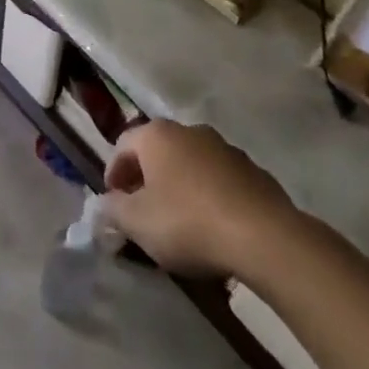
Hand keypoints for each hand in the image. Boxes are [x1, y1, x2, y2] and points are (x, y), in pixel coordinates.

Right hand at [103, 120, 296, 276]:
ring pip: (191, 165)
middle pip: (158, 152)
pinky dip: (209, 197)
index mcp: (158, 135)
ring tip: (178, 222)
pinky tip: (212, 227)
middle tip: (142, 211)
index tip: (114, 202)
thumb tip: (103, 205)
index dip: (113, 173)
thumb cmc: (188, 222)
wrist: (265, 237)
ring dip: (179, 187)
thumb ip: (113, 210)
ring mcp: (226, 149)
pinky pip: (219, 181)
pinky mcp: (255, 172)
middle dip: (146, 179)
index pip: (123, 144)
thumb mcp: (136, 222)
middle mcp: (191, 131)